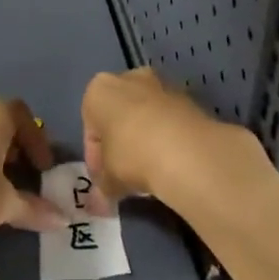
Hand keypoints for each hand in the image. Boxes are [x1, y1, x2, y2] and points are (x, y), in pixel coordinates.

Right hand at [81, 67, 258, 214]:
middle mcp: (129, 78)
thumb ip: (101, 187)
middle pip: (119, 115)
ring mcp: (161, 84)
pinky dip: (167, 136)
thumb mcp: (108, 179)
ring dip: (145, 138)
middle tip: (125, 175)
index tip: (104, 180)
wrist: (184, 149)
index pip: (90, 127)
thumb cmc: (131, 155)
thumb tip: (99, 202)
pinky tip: (171, 162)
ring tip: (150, 172)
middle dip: (120, 143)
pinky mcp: (188, 96)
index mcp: (99, 90)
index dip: (96, 158)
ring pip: (145, 115)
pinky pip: (169, 119)